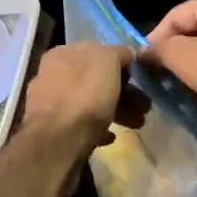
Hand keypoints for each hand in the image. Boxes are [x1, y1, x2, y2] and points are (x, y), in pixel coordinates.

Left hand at [19, 43, 147, 164]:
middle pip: (97, 80)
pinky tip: (110, 137)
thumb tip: (126, 55)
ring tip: (137, 125)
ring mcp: (51, 104)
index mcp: (63, 54)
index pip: (99, 52)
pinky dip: (98, 128)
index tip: (141, 80)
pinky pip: (81, 124)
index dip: (123, 64)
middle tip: (145, 107)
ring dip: (117, 111)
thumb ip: (119, 53)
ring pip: (91, 102)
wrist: (56, 145)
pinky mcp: (53, 131)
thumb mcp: (107, 62)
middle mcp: (53, 75)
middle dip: (124, 92)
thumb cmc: (84, 97)